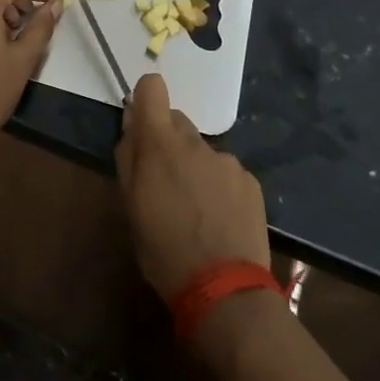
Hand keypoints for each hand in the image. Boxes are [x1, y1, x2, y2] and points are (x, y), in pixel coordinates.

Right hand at [115, 73, 270, 300]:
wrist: (226, 291)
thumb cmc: (164, 251)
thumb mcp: (130, 207)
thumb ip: (129, 158)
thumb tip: (132, 124)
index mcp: (161, 144)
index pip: (152, 89)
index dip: (144, 100)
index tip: (141, 127)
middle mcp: (196, 143)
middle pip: (176, 122)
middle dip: (167, 143)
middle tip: (164, 184)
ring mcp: (227, 161)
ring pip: (201, 151)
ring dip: (193, 168)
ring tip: (194, 211)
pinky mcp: (250, 182)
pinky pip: (225, 172)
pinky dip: (217, 187)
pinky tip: (218, 221)